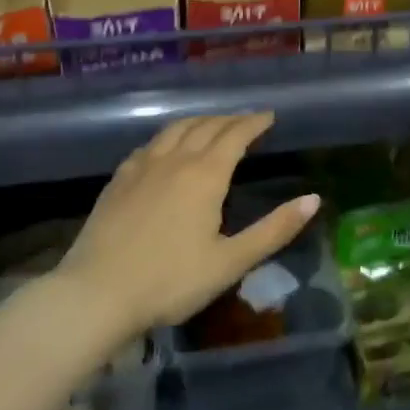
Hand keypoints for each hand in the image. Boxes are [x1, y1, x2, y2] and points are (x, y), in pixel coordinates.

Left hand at [61, 114, 319, 335]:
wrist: (96, 293)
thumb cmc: (170, 281)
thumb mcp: (230, 262)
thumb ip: (274, 229)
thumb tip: (313, 199)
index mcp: (206, 175)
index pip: (235, 135)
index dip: (254, 123)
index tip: (269, 116)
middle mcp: (175, 159)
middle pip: (206, 126)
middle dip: (230, 120)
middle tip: (247, 120)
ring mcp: (142, 166)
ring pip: (175, 129)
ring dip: (199, 121)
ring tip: (211, 125)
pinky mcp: (119, 179)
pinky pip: (150, 144)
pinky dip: (168, 136)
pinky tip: (166, 148)